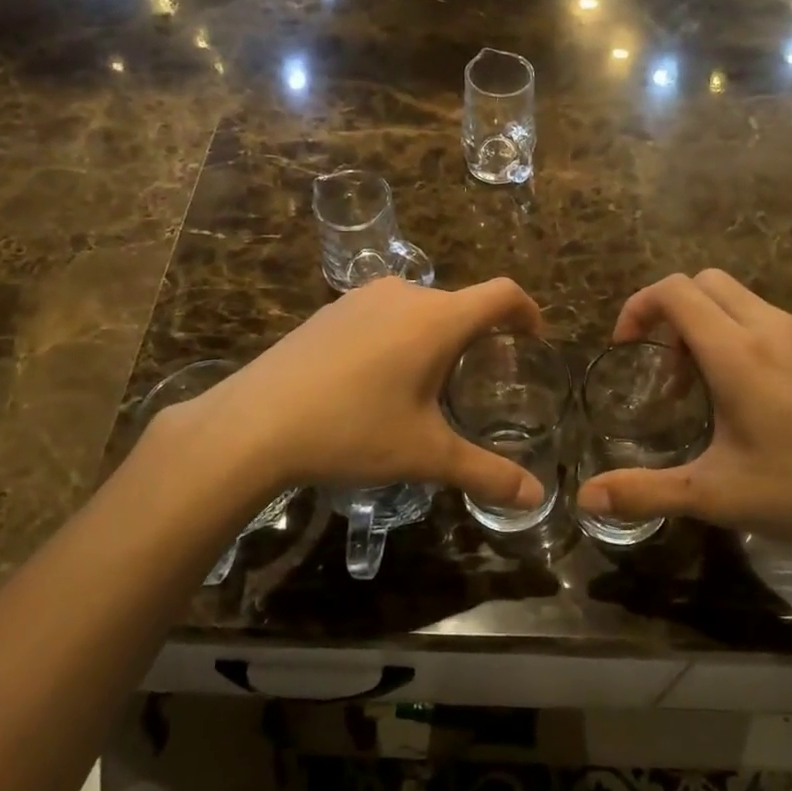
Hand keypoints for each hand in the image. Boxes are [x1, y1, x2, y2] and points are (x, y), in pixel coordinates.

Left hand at [153, 277, 549, 515]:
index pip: (502, 294)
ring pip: (419, 308)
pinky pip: (383, 313)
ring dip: (436, 335)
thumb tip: (536, 496)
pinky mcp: (331, 310)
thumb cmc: (353, 430)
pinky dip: (399, 335)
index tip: (535, 337)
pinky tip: (378, 379)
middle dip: (478, 334)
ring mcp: (362, 297)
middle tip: (480, 380)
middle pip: (460, 303)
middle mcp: (404, 294)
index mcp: (438, 319)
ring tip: (429, 383)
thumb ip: (486, 472)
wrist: (255, 423)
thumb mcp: (426, 454)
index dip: (528, 310)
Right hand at [578, 270, 791, 546]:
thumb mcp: (718, 495)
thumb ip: (646, 492)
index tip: (625, 349)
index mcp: (736, 351)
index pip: (674, 290)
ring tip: (701, 388)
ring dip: (702, 325)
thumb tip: (586, 498)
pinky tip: (745, 394)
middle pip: (702, 282)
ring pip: (734, 298)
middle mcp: (767, 326)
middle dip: (668, 312)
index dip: (638, 308)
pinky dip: (734, 334)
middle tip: (663, 369)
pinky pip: (761, 316)